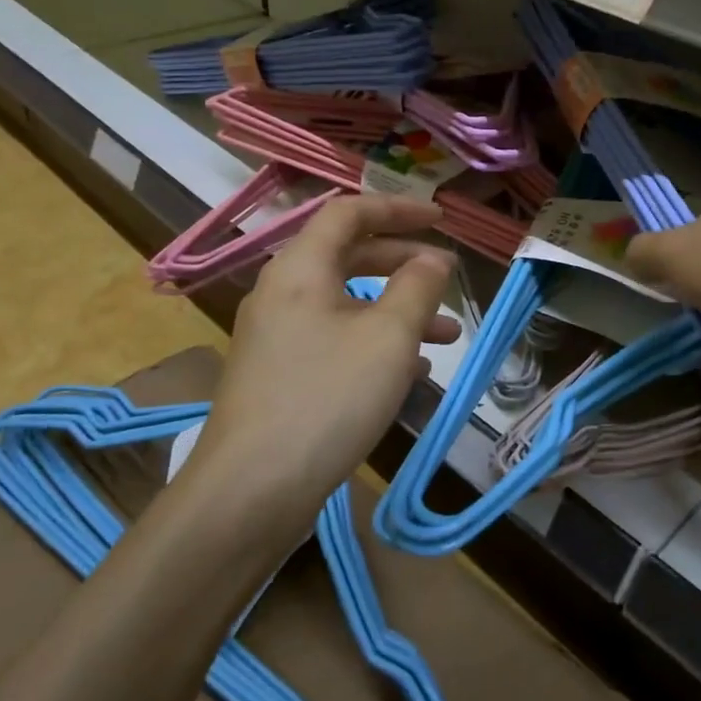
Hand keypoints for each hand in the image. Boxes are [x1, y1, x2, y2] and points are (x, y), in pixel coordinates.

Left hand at [192, 195, 459, 510]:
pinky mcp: (280, 375)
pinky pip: (335, 339)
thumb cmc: (327, 399)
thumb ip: (417, 288)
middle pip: (349, 255)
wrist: (251, 491)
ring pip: (346, 303)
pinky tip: (409, 370)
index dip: (398, 209)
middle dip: (404, 262)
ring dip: (396, 309)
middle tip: (449, 275)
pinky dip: (375, 342)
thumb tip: (432, 259)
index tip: (441, 218)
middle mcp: (282, 293)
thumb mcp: (388, 338)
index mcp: (301, 269)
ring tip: (446, 335)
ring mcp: (277, 337)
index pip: (349, 213)